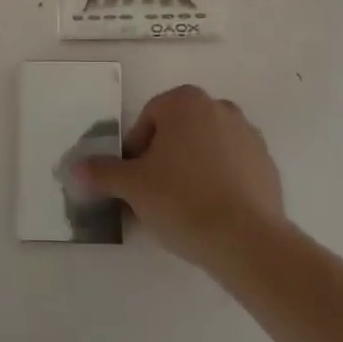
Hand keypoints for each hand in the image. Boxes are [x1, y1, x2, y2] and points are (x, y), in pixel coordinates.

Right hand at [78, 84, 285, 270]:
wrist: (247, 240)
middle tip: (156, 195)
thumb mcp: (133, 187)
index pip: (148, 120)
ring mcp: (248, 134)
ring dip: (193, 168)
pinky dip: (220, 182)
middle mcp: (219, 107)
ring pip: (206, 148)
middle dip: (165, 158)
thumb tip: (75, 168)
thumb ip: (103, 173)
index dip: (136, 152)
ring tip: (185, 207)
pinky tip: (213, 212)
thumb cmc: (182, 200)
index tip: (136, 183)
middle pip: (178, 131)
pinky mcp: (267, 163)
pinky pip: (233, 167)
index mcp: (185, 101)